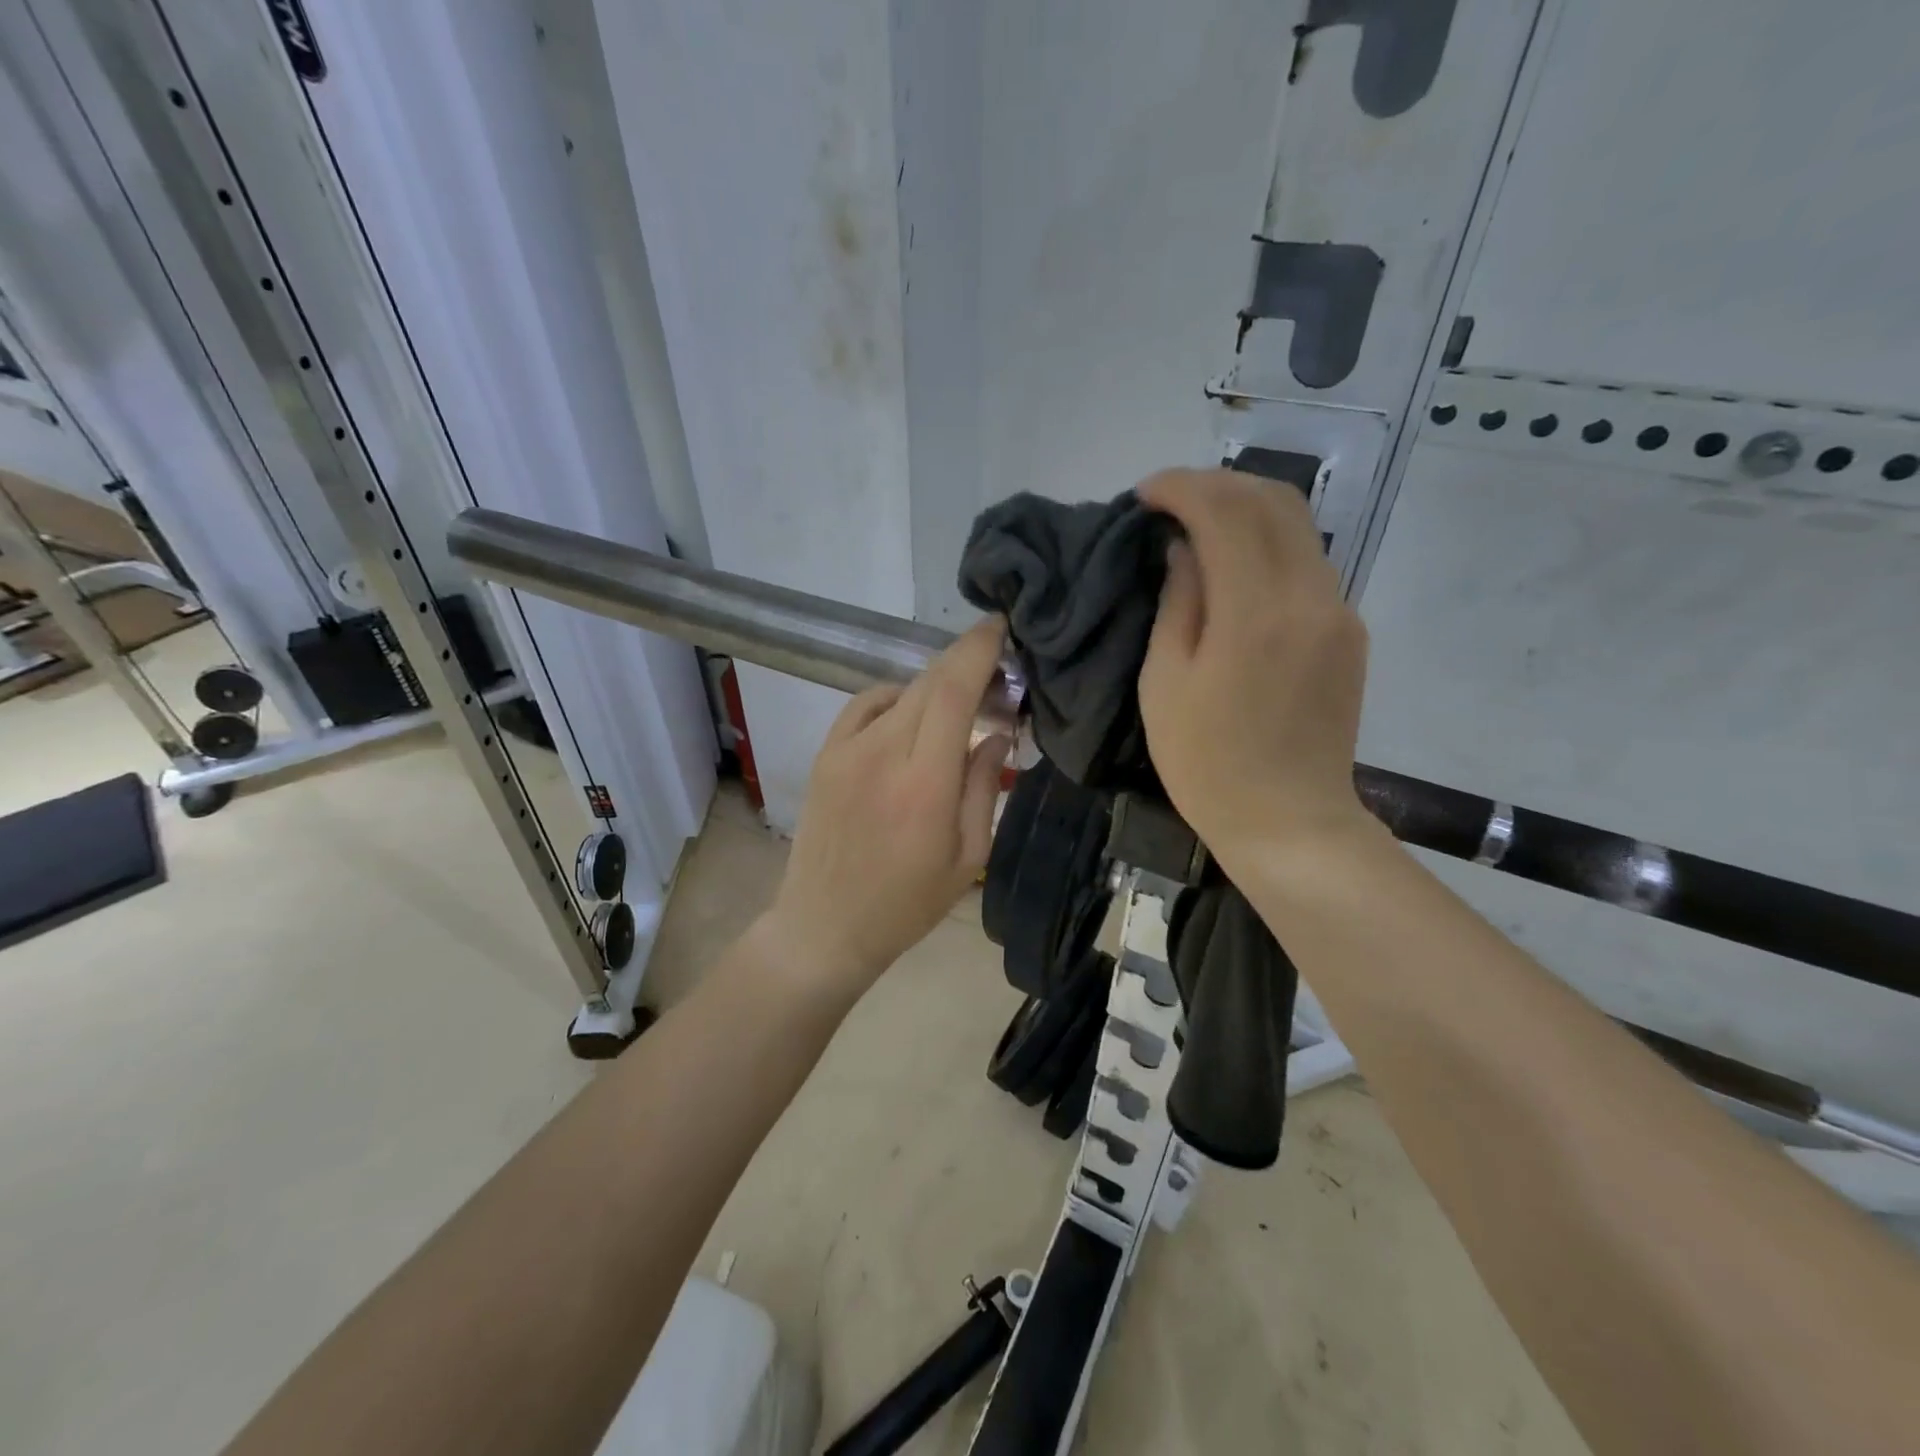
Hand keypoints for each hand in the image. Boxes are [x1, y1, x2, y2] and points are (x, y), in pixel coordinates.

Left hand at [763, 619, 1012, 998]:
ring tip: (959, 708)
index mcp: (925, 782)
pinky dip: (898, 699)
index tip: (1001, 628)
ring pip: (902, 691)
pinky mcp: (826, 754)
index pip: (955, 691)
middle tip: (995, 676)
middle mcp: (883, 752)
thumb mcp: (968, 856)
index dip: (979, 650)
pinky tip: (912, 719)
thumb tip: (997, 732)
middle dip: (966, 663)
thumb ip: (985, 787)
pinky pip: (867, 704)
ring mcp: (847, 749)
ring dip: (936, 687)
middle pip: (931, 681)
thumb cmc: (907, 903)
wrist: (825, 925)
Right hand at [1137, 468, 1370, 868]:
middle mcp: (1309, 595)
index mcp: (1255, 612)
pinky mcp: (1349, 630)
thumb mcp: (1165, 683)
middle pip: (1272, 501)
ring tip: (1199, 525)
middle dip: (1217, 485)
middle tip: (1170, 501)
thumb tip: (1184, 549)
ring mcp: (1338, 610)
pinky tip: (1237, 564)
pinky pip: (1309, 561)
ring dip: (1246, 508)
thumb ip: (1178, 602)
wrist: (1289, 820)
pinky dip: (1269, 543)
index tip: (1145, 494)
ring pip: (1299, 525)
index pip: (1225, 511)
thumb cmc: (1207, 762)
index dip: (1181, 488)